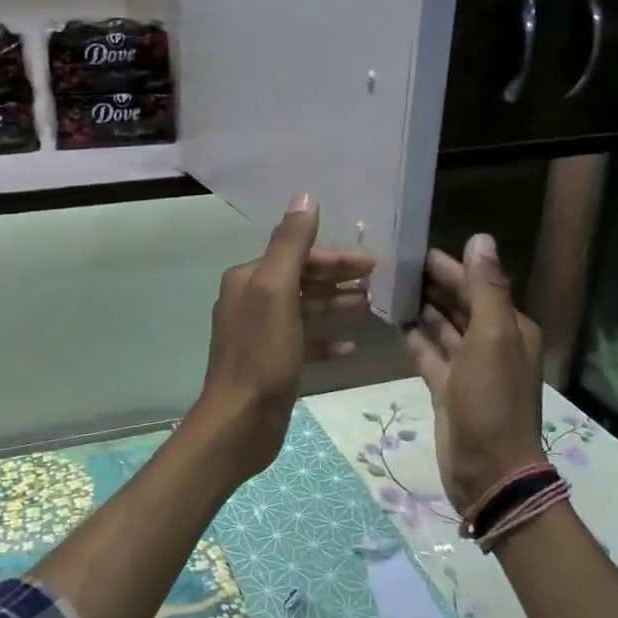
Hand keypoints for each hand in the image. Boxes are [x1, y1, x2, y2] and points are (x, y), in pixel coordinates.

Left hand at [196, 194, 374, 479]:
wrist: (240, 421)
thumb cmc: (261, 354)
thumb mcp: (276, 292)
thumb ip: (291, 245)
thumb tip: (305, 196)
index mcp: (248, 280)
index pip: (296, 255)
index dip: (334, 257)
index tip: (372, 263)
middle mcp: (250, 301)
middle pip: (301, 280)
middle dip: (337, 278)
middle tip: (377, 281)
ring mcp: (260, 335)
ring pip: (304, 310)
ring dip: (335, 305)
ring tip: (370, 306)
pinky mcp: (272, 364)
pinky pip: (304, 343)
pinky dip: (326, 340)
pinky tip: (351, 347)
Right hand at [404, 234, 544, 515]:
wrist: (487, 469)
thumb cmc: (491, 401)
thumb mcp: (492, 339)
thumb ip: (485, 289)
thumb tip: (480, 238)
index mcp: (509, 328)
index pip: (476, 285)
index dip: (448, 266)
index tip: (412, 249)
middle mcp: (491, 343)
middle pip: (459, 303)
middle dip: (431, 284)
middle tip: (391, 264)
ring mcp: (468, 368)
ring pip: (442, 327)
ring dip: (421, 308)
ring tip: (387, 287)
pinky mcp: (447, 388)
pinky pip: (429, 353)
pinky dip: (414, 338)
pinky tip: (393, 322)